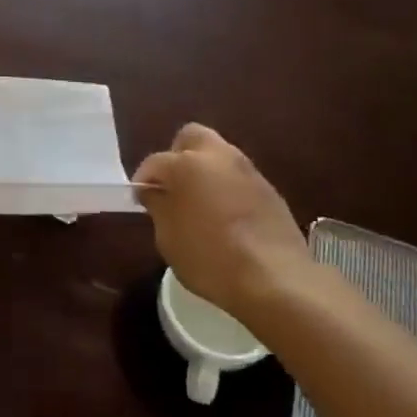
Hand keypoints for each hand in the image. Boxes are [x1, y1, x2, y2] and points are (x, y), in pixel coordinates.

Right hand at [133, 124, 308, 316]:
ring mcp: (249, 171)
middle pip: (192, 137)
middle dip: (178, 155)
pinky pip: (239, 179)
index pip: (155, 162)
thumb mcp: (168, 237)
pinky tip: (225, 218)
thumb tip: (154, 191)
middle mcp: (219, 157)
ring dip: (205, 171)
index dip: (144, 180)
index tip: (141, 200)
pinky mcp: (270, 190)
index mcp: (187, 164)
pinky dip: (227, 189)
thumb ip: (158, 206)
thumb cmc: (209, 257)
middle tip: (172, 186)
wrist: (275, 279)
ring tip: (198, 204)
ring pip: (219, 156)